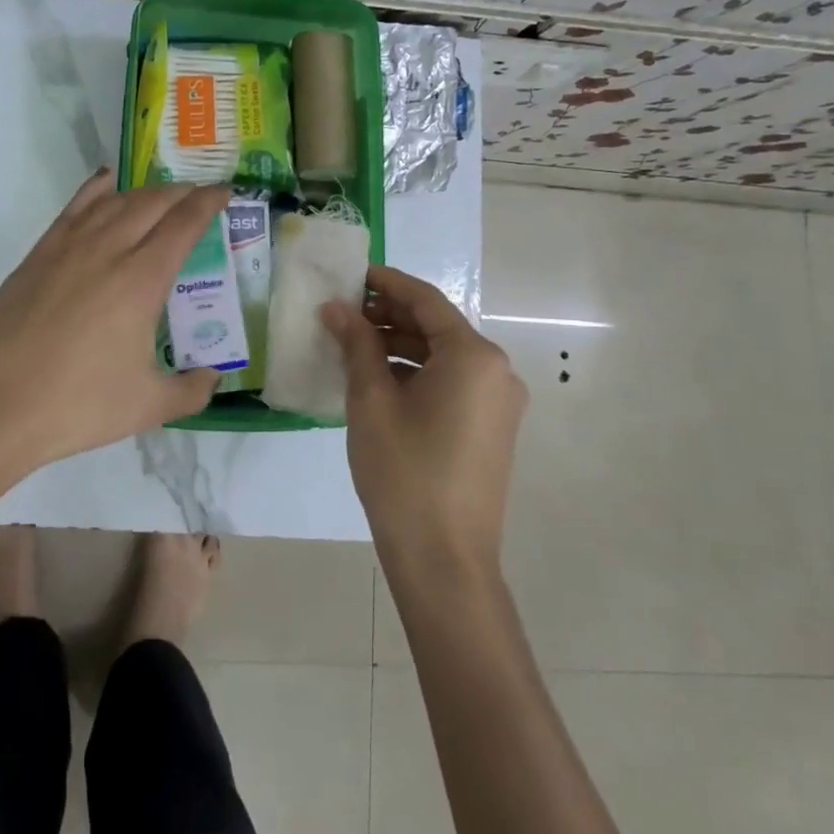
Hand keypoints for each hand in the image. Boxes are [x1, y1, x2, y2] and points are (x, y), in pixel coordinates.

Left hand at [0, 170, 229, 479]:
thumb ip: (190, 390)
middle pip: (152, 203)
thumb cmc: (77, 405)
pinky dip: (97, 189)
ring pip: (114, 201)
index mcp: (142, 280)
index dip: (209, 202)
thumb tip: (212, 378)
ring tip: (160, 196)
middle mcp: (108, 250)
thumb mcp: (148, 406)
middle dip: (181, 193)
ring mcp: (67, 248)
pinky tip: (106, 183)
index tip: (225, 192)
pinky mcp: (37, 255)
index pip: (184, 224)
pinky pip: (74, 207)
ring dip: (144, 192)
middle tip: (198, 197)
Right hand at [322, 265, 526, 578]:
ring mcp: (497, 402)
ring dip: (399, 345)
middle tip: (343, 310)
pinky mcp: (490, 428)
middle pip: (436, 327)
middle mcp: (495, 371)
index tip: (351, 273)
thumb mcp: (371, 401)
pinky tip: (377, 379)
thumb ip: (357, 344)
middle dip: (389, 315)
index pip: (425, 300)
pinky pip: (451, 383)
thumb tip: (336, 307)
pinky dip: (415, 373)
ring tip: (352, 344)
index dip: (386, 282)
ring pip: (442, 356)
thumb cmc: (404, 472)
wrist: (444, 560)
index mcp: (473, 356)